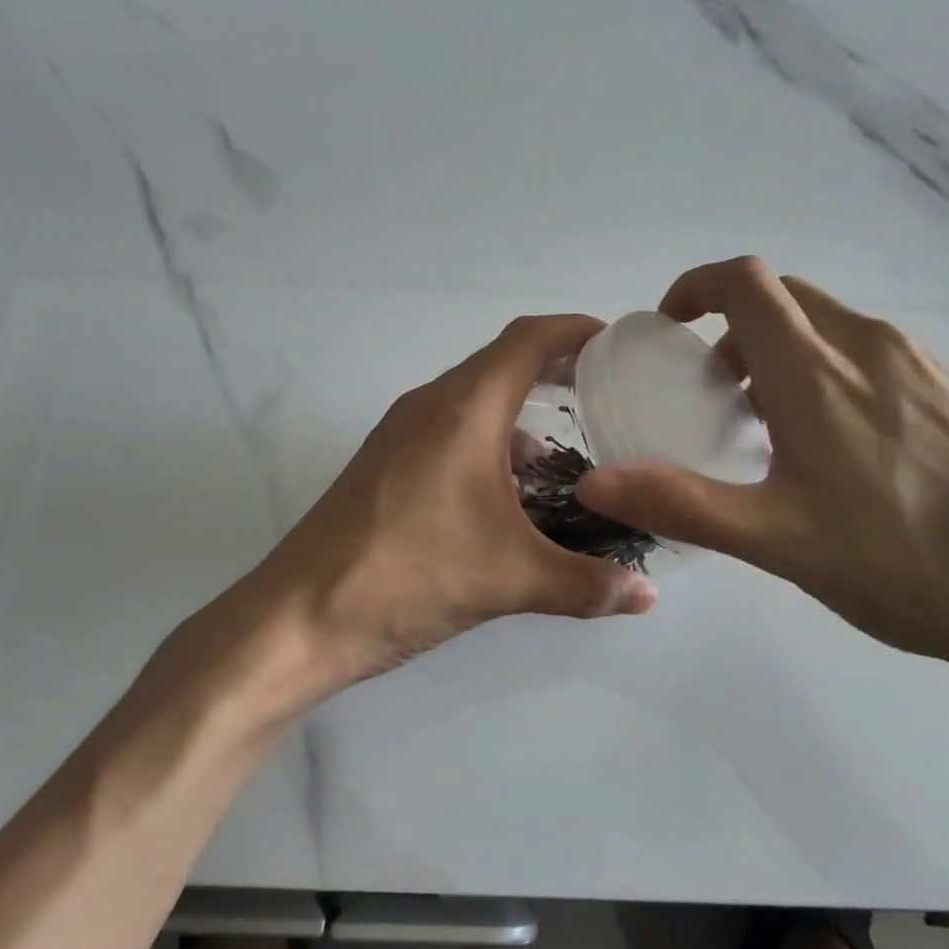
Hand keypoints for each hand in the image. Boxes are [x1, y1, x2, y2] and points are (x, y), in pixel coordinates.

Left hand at [253, 314, 657, 700]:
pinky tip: (509, 496)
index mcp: (462, 410)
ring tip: (567, 456)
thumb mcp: (510, 579)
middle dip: (555, 373)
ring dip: (519, 416)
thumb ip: (587, 584)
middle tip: (605, 400)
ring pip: (472, 403)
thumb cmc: (410, 576)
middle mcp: (428, 407)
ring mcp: (398, 435)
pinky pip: (448, 433)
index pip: (527, 340)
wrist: (299, 616)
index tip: (617, 346)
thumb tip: (648, 594)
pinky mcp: (383, 466)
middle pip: (500, 366)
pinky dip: (487, 445)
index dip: (575, 332)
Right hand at [575, 258, 948, 689]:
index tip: (670, 325)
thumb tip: (595, 482)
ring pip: (829, 328)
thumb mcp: (777, 540)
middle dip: (733, 327)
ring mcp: (922, 368)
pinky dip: (826, 374)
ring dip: (779, 354)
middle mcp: (870, 348)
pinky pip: (870, 357)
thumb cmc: (906, 562)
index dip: (697, 286)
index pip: (747, 283)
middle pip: (785, 298)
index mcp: (818, 372)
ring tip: (765, 426)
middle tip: (709, 388)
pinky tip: (835, 451)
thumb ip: (681, 503)